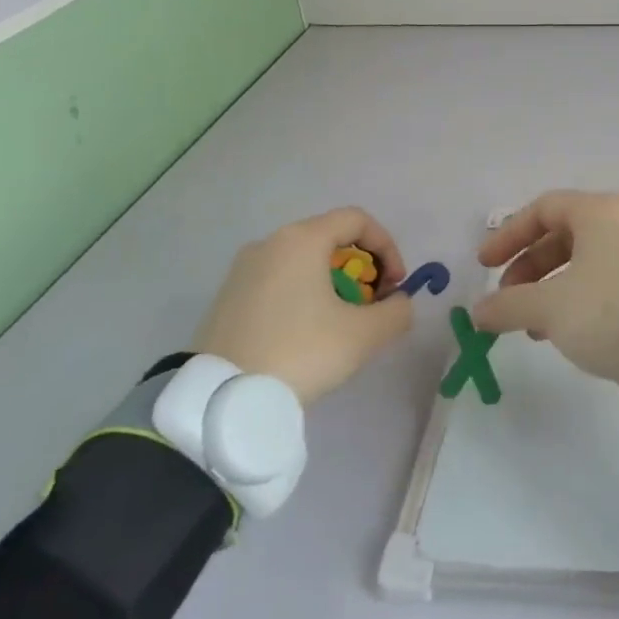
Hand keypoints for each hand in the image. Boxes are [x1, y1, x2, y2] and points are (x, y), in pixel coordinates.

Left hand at [194, 208, 412, 403]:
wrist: (221, 398)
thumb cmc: (300, 352)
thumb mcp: (364, 335)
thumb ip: (396, 311)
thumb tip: (398, 303)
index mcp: (301, 240)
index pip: (357, 220)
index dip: (387, 247)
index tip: (395, 285)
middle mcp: (269, 244)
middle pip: (330, 240)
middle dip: (362, 270)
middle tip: (372, 307)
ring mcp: (243, 270)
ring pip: (303, 263)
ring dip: (334, 285)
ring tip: (341, 325)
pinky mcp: (227, 297)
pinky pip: (279, 283)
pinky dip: (304, 297)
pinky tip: (306, 336)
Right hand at [472, 191, 618, 383]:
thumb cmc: (606, 313)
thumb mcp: (548, 308)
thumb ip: (506, 305)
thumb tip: (478, 313)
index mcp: (599, 213)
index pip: (543, 209)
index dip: (508, 235)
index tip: (484, 265)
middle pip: (561, 235)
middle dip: (527, 267)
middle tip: (505, 299)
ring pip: (581, 260)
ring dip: (546, 288)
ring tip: (528, 324)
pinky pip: (602, 278)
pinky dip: (574, 296)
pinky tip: (558, 331)